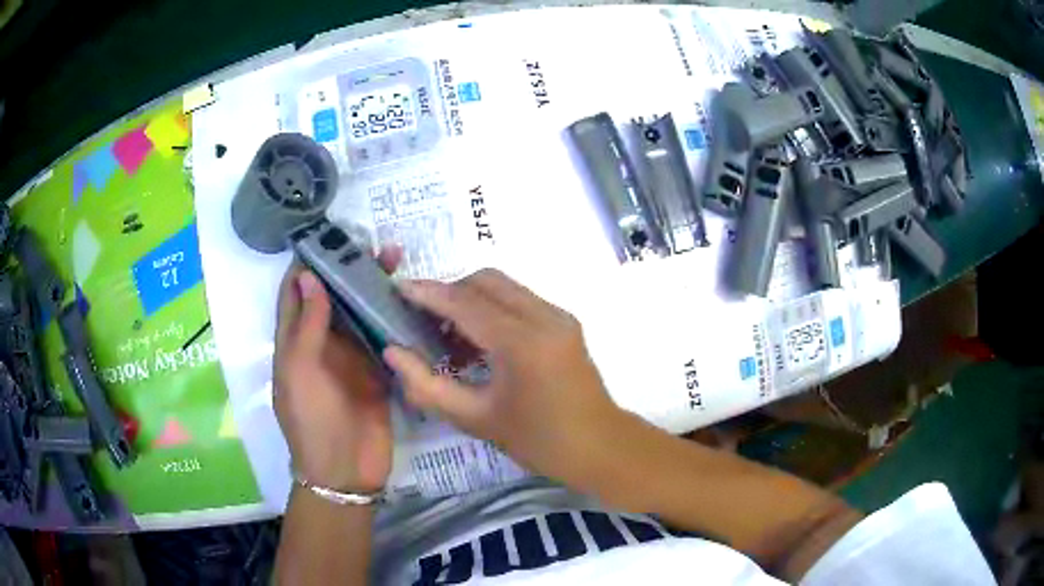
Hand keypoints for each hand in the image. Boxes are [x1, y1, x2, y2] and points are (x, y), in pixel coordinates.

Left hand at [273, 248, 401, 492]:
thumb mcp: (299, 373)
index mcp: (294, 340)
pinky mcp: (378, 370)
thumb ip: (306, 326)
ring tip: (396, 259)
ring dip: (373, 287)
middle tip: (371, 242)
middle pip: (332, 295)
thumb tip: (310, 275)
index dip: (308, 261)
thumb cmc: (312, 422)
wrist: (345, 473)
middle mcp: (322, 342)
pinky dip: (394, 315)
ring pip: (360, 311)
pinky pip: (384, 335)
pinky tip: (411, 297)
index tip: (327, 231)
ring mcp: (351, 356)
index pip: (296, 290)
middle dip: (347, 267)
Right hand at [383, 269, 623, 487]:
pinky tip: (479, 342)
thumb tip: (393, 352)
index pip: (464, 302)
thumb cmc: (538, 441)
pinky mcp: (565, 321)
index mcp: (521, 343)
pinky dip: (493, 308)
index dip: (427, 293)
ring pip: (504, 286)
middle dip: (449, 291)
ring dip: (471, 299)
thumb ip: (428, 385)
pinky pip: (520, 300)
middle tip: (423, 319)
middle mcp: (543, 316)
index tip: (398, 288)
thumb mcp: (476, 419)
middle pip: (485, 280)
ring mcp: (558, 315)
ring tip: (448, 336)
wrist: (600, 446)